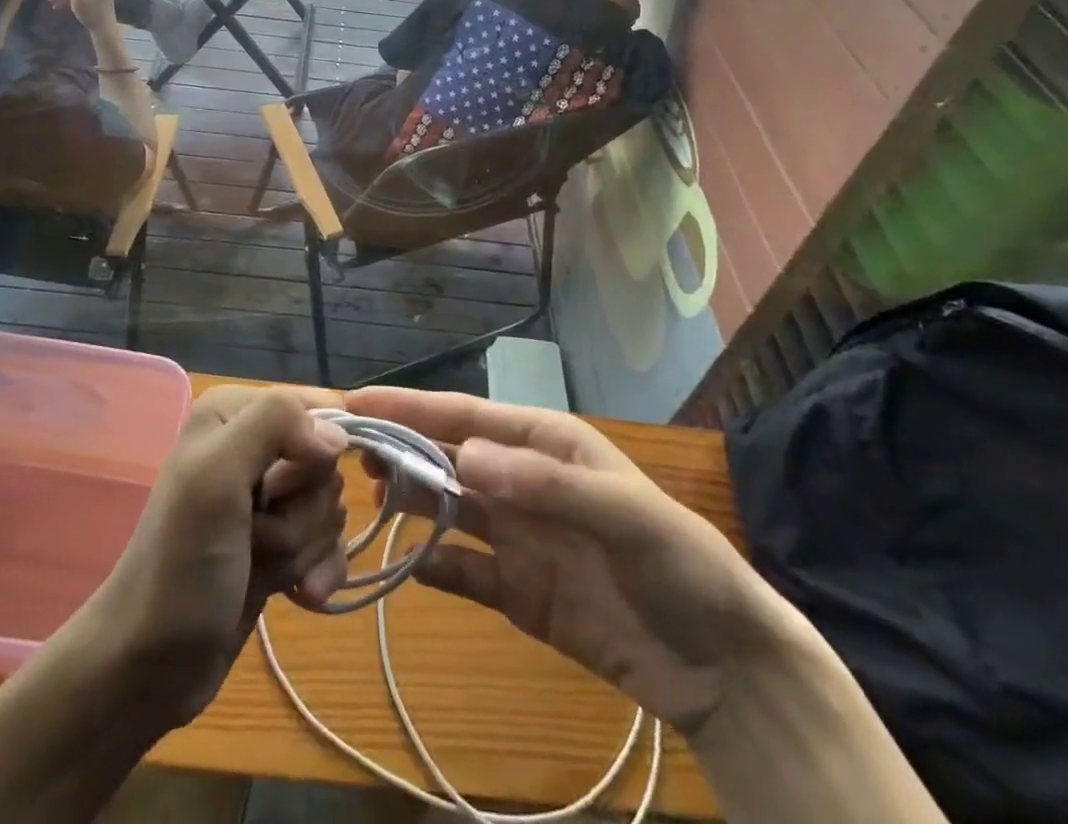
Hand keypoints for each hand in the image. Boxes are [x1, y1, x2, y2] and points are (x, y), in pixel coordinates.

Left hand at [71, 386, 349, 730]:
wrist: (148, 670)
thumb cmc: (179, 566)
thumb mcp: (215, 477)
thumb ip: (274, 426)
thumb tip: (338, 435)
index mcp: (235, 413)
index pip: (318, 406)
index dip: (320, 451)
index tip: (283, 492)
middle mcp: (253, 445)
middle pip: (325, 464)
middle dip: (301, 510)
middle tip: (254, 536)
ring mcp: (267, 498)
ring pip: (329, 505)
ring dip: (303, 545)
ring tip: (259, 567)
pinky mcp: (279, 542)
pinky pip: (331, 542)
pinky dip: (321, 569)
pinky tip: (299, 595)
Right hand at [344, 389, 780, 734]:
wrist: (721, 665)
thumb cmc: (676, 563)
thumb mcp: (622, 513)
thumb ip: (545, 483)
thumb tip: (464, 454)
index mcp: (544, 444)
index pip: (465, 416)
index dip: (410, 406)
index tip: (355, 402)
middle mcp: (522, 481)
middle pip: (447, 456)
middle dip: (399, 448)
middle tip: (346, 453)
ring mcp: (517, 537)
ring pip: (447, 508)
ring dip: (409, 500)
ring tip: (366, 500)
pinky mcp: (518, 592)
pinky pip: (463, 572)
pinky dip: (432, 566)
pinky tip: (406, 567)